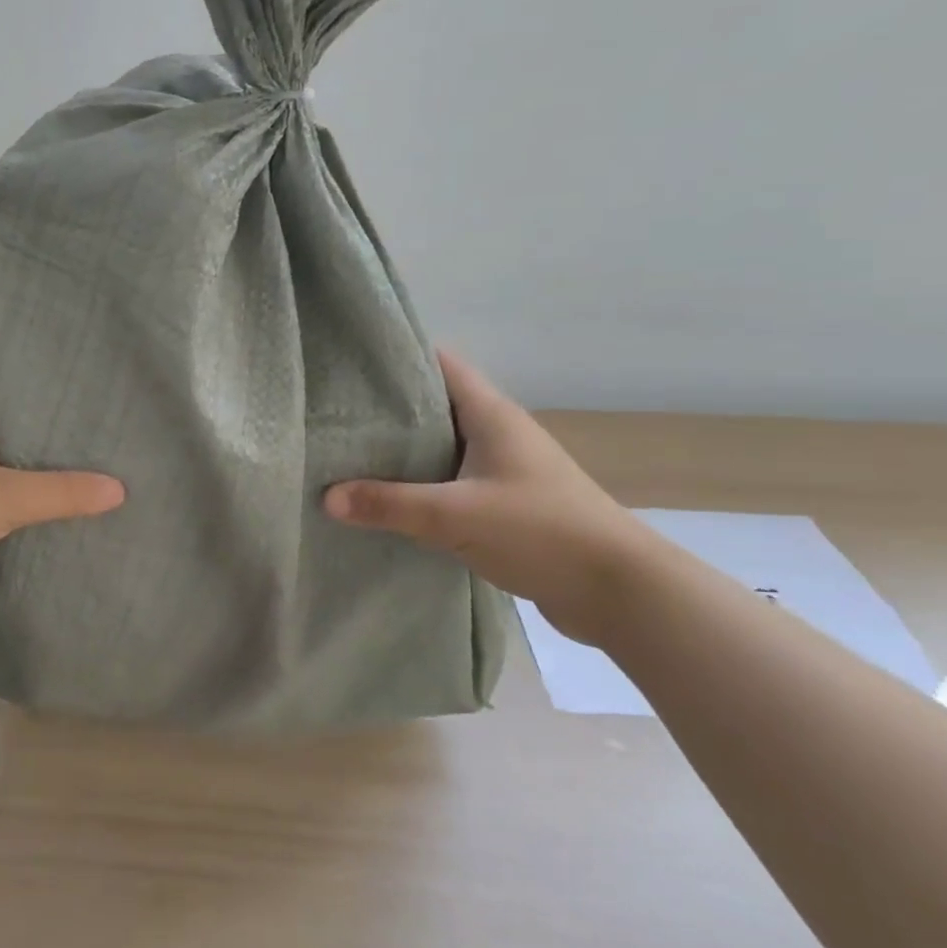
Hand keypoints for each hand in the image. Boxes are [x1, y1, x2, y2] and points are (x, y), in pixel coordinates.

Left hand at [0, 372, 124, 612]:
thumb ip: (61, 492)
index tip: (56, 370)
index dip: (17, 371)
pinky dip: (6, 496)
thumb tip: (118, 488)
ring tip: (65, 459)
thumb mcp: (5, 497)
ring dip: (17, 461)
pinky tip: (34, 505)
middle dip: (28, 419)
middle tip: (76, 417)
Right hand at [325, 349, 653, 646]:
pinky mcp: (505, 503)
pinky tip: (387, 500)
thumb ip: (389, 504)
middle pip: (433, 405)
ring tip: (347, 455)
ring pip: (440, 446)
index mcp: (491, 415)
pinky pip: (450, 481)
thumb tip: (326, 497)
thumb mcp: (455, 516)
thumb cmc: (541, 531)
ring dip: (401, 452)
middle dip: (386, 408)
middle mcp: (497, 433)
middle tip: (333, 414)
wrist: (620, 591)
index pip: (440, 363)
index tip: (349, 362)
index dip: (397, 356)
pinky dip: (420, 485)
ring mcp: (504, 469)